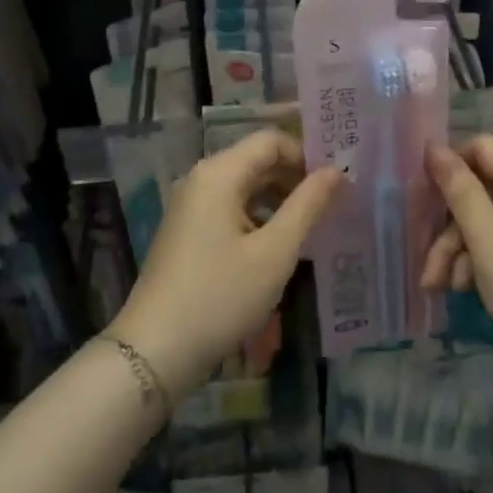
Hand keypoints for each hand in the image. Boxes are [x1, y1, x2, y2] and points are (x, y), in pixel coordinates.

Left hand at [110, 131, 338, 401]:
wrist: (154, 352)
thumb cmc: (220, 296)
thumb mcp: (275, 253)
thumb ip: (308, 205)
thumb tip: (336, 171)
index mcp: (219, 173)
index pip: (271, 141)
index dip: (306, 154)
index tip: (337, 180)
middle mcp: (202, 180)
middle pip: (257, 161)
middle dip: (295, 178)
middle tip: (333, 203)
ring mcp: (191, 207)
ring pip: (245, 188)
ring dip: (279, 200)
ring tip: (312, 227)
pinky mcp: (188, 233)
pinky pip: (231, 210)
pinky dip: (258, 219)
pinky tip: (278, 248)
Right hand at [420, 136, 492, 368]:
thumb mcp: (489, 242)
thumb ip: (460, 192)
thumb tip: (432, 146)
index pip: (481, 147)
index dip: (449, 166)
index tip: (421, 196)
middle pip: (479, 189)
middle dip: (449, 226)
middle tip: (428, 263)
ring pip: (484, 220)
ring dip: (458, 250)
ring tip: (439, 286)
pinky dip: (477, 262)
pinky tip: (463, 289)